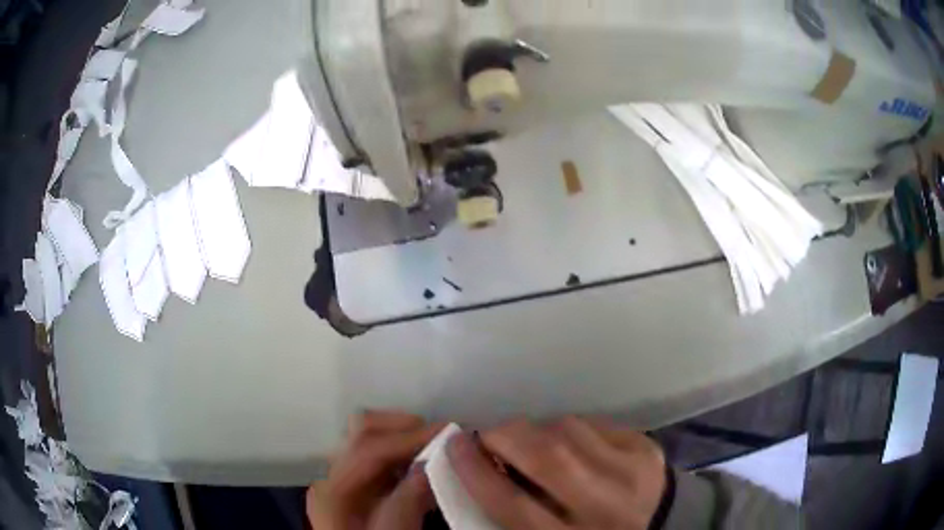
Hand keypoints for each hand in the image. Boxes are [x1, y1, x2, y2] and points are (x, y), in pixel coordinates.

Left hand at [307, 411, 444, 529]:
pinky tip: (421, 464)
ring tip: (434, 447)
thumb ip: (407, 502)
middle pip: (361, 432)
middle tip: (441, 438)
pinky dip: (400, 452)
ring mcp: (340, 479)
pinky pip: (377, 457)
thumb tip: (430, 463)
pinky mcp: (353, 486)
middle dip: (403, 428)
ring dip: (401, 437)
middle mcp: (330, 476)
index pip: (368, 449)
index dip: (409, 437)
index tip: (449, 432)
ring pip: (367, 439)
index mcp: (333, 491)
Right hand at [447, 417, 667, 529]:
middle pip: (546, 459)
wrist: (660, 526)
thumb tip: (479, 472)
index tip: (454, 445)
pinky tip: (566, 441)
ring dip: (537, 430)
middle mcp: (604, 505)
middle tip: (487, 435)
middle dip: (505, 437)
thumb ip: (514, 516)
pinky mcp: (645, 447)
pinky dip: (567, 427)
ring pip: (567, 432)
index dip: (476, 473)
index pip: (513, 505)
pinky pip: (592, 423)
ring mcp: (631, 471)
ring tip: (529, 442)